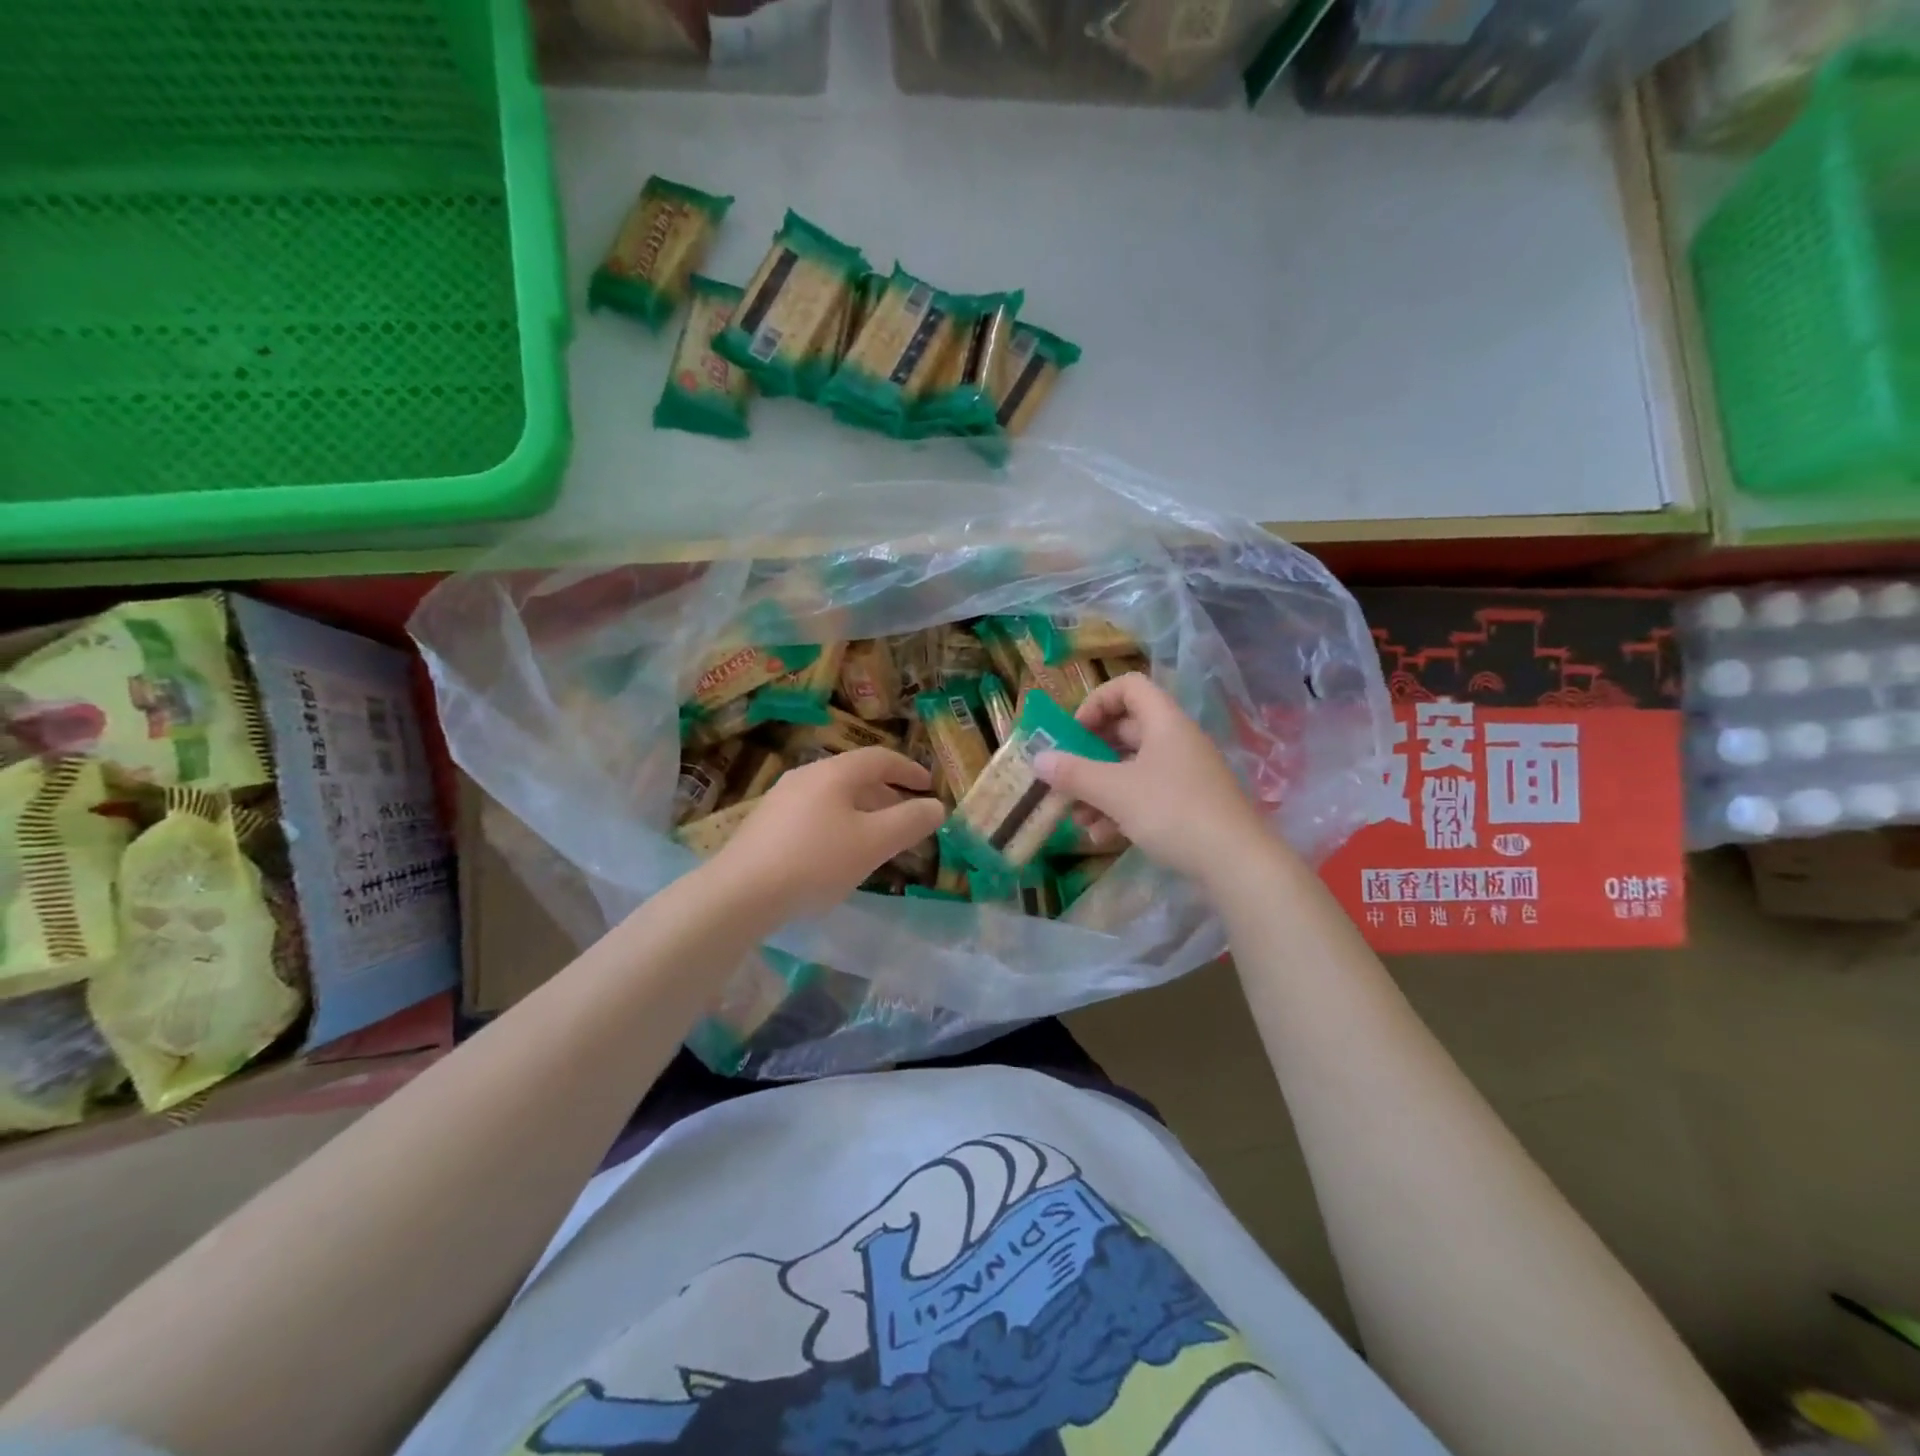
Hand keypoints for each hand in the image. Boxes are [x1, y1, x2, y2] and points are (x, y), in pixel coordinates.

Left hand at [710, 748, 944, 919]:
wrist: (740, 892)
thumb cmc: (815, 861)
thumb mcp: (873, 843)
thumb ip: (909, 822)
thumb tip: (936, 807)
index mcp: (834, 773)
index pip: (880, 758)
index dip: (909, 770)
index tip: (929, 787)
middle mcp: (806, 776)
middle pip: (856, 775)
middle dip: (887, 794)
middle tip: (907, 816)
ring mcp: (781, 798)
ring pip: (834, 796)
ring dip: (863, 810)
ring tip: (877, 838)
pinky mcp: (766, 824)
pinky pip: (814, 813)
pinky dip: (839, 823)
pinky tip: (838, 853)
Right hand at [1034, 673, 1270, 884]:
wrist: (1237, 863)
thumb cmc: (1173, 812)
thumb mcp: (1115, 792)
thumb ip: (1074, 774)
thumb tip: (1037, 759)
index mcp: (1164, 722)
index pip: (1128, 687)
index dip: (1096, 702)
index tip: (1074, 733)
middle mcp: (1175, 741)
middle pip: (1125, 731)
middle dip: (1089, 755)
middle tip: (1064, 776)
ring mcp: (1184, 774)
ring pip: (1132, 768)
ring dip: (1099, 788)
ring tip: (1075, 816)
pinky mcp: (1189, 805)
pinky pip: (1146, 795)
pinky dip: (1120, 809)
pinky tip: (1100, 836)